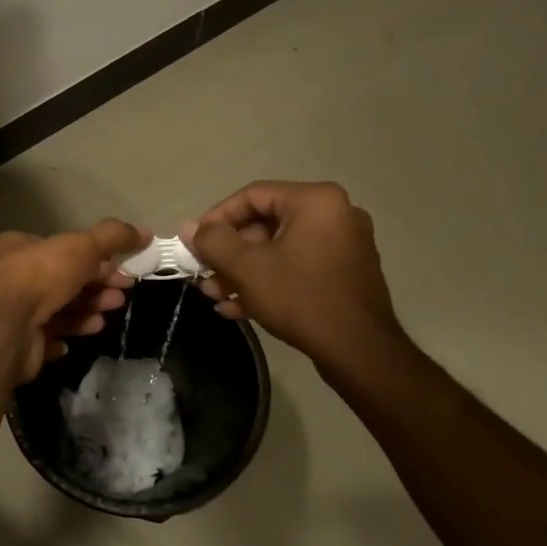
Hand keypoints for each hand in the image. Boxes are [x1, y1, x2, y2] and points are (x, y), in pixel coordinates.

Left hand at [0, 220, 145, 384]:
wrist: (7, 328)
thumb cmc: (41, 276)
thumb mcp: (82, 246)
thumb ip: (113, 237)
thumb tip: (145, 232)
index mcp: (19, 248)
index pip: (62, 250)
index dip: (96, 257)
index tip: (124, 268)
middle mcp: (12, 279)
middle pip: (63, 281)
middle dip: (96, 286)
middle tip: (123, 293)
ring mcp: (14, 314)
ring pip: (58, 310)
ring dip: (87, 311)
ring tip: (109, 315)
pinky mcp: (20, 344)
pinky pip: (48, 339)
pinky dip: (67, 336)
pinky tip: (83, 335)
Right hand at [187, 181, 405, 378]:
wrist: (358, 350)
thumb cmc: (300, 297)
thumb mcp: (247, 268)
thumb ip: (212, 241)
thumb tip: (188, 227)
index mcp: (315, 201)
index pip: (252, 196)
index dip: (216, 218)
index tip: (194, 243)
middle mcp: (335, 214)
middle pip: (264, 224)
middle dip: (229, 253)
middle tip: (204, 275)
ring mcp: (343, 245)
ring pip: (278, 249)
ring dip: (243, 271)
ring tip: (216, 295)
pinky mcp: (344, 273)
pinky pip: (297, 266)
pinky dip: (268, 281)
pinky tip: (240, 307)